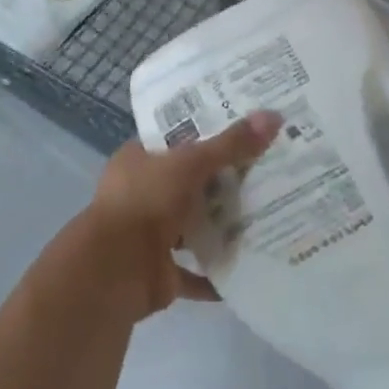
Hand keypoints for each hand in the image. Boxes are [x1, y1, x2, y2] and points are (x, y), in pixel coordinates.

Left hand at [79, 111, 281, 319]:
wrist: (114, 271)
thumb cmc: (145, 202)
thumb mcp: (190, 163)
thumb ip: (231, 145)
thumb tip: (274, 116)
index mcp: (138, 160)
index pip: (177, 139)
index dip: (208, 132)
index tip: (246, 127)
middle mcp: (142, 194)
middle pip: (190, 183)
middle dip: (224, 181)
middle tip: (270, 169)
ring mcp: (150, 235)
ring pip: (193, 227)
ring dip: (223, 226)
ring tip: (269, 214)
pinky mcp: (161, 272)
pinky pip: (197, 272)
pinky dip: (219, 272)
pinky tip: (253, 264)